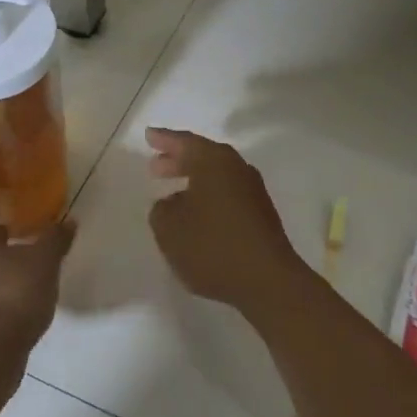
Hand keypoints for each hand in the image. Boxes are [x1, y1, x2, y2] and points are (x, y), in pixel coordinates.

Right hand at [146, 128, 314, 318]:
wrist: (268, 281)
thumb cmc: (213, 247)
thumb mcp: (169, 229)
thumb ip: (161, 210)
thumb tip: (171, 203)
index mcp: (214, 162)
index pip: (184, 142)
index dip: (164, 140)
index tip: (148, 136)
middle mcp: (237, 168)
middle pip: (203, 156)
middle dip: (178, 160)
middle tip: (156, 167)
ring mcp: (253, 191)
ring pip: (216, 176)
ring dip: (194, 181)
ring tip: (172, 193)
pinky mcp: (261, 214)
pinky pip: (227, 195)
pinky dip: (208, 197)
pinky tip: (196, 215)